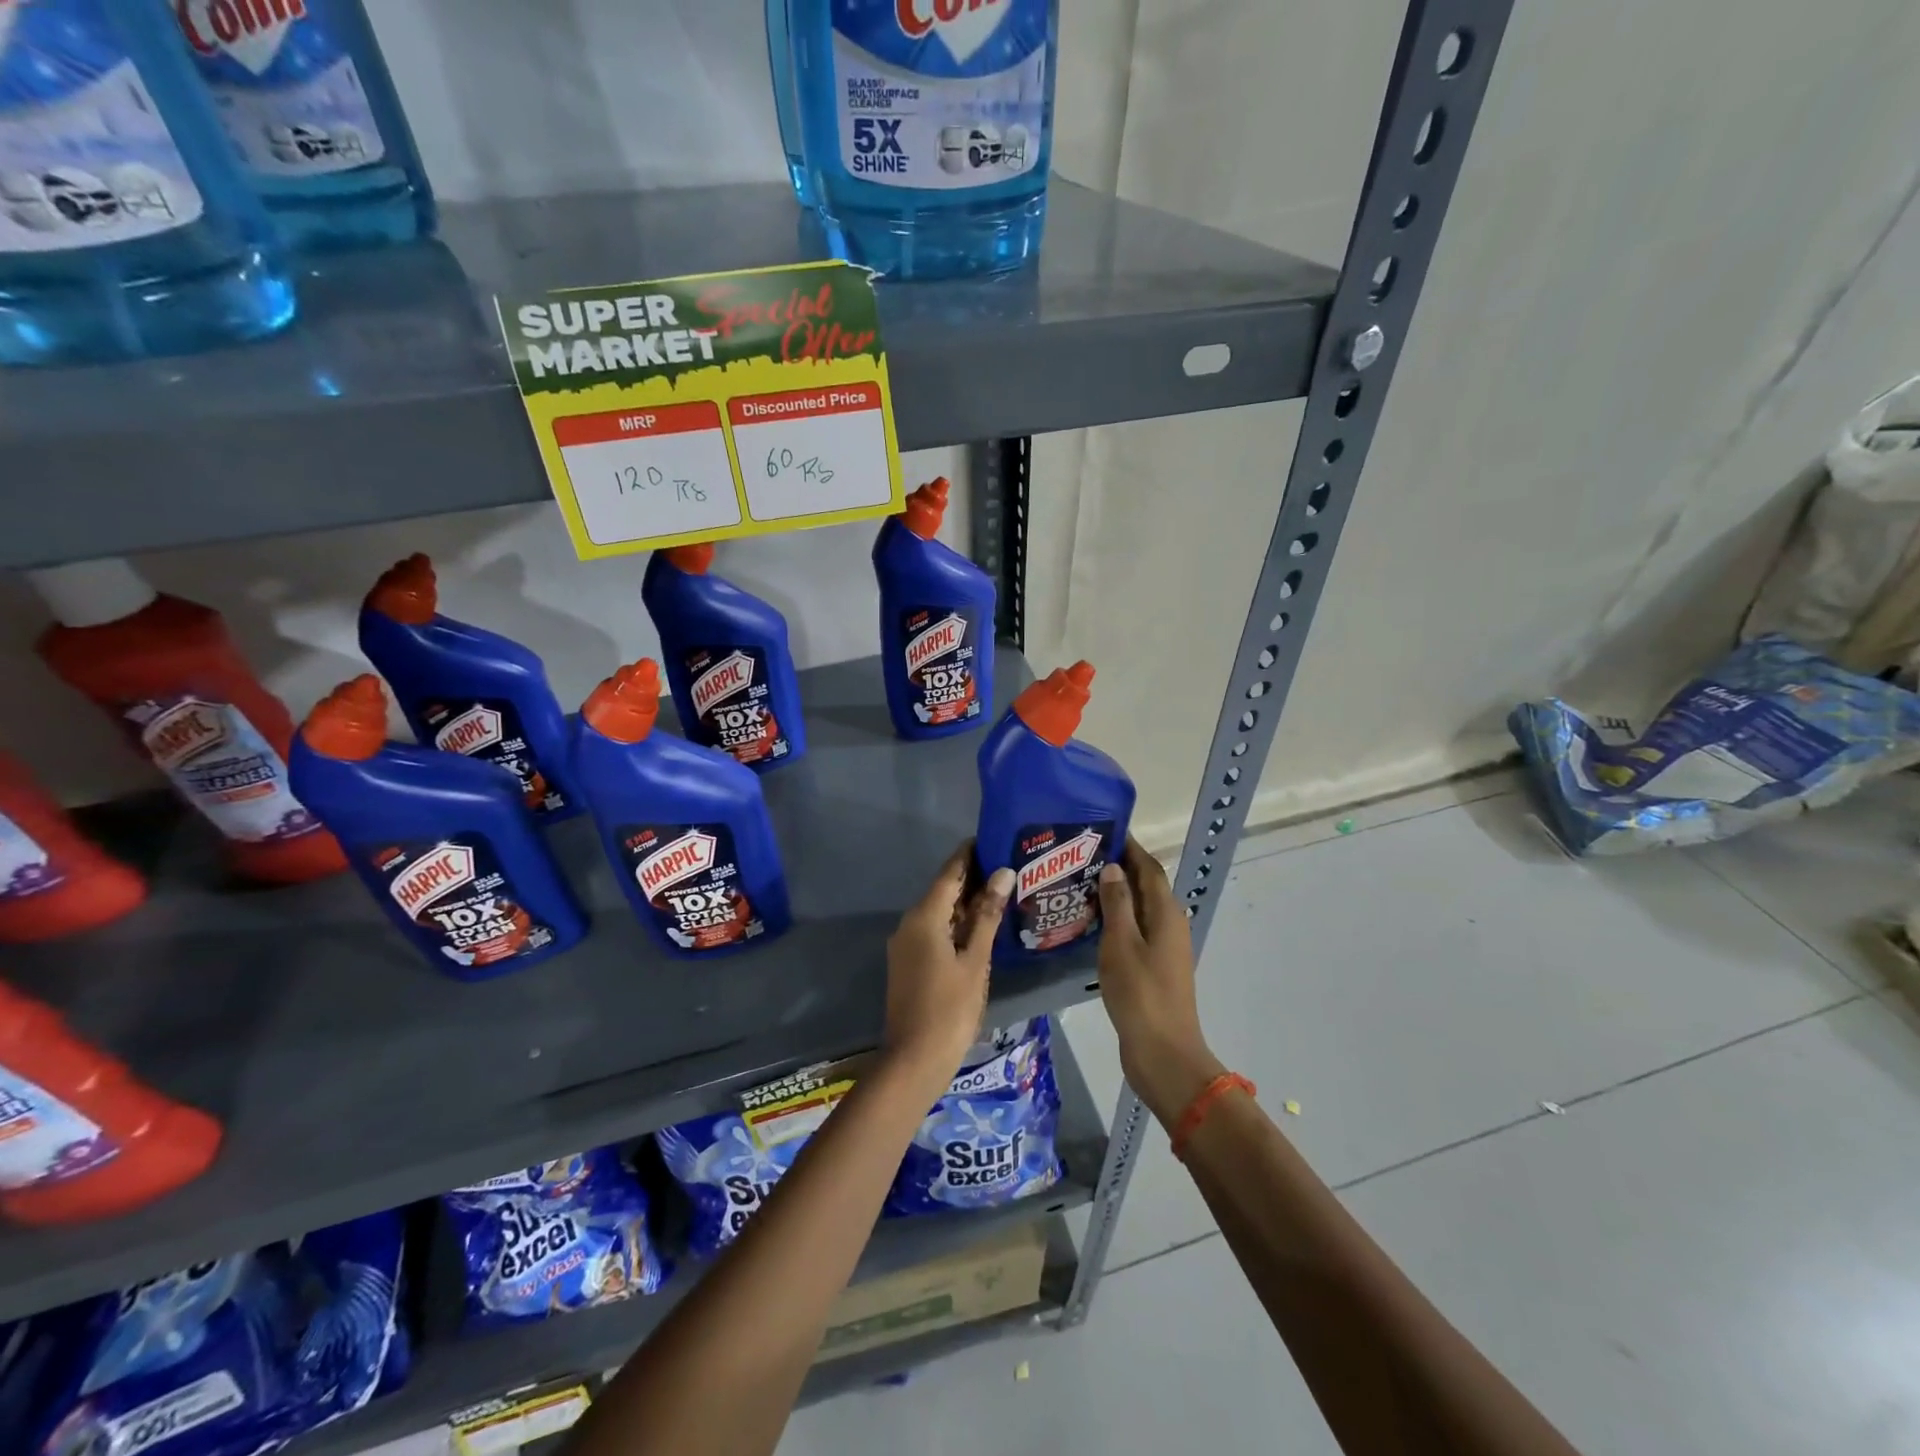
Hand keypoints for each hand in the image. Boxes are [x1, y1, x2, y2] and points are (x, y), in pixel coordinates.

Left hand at [883, 843, 1014, 1081]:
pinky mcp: (908, 962)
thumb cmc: (950, 1008)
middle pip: (942, 891)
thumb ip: (987, 916)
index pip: (949, 873)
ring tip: (1001, 892)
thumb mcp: (975, 961)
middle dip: (972, 878)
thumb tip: (1003, 873)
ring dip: (965, 903)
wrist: (914, 1059)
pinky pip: (933, 930)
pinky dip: (956, 924)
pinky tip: (980, 927)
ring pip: (938, 912)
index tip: (992, 838)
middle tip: (1007, 866)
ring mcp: (905, 944)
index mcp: (924, 917)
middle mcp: (909, 923)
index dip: (969, 854)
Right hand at [1097, 840, 1225, 1126]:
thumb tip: (1114, 867)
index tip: (1103, 830)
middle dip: (1119, 867)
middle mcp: (1169, 925)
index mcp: (1166, 913)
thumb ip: (1117, 902)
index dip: (1131, 847)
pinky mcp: (1153, 968)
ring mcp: (1163, 948)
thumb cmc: (1141, 993)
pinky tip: (1090, 924)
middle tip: (1082, 856)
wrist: (1163, 1053)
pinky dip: (1115, 920)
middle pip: (1146, 886)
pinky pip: (1134, 931)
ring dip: (1115, 894)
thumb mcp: (1121, 943)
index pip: (1149, 868)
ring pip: (1138, 909)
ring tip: (1079, 884)